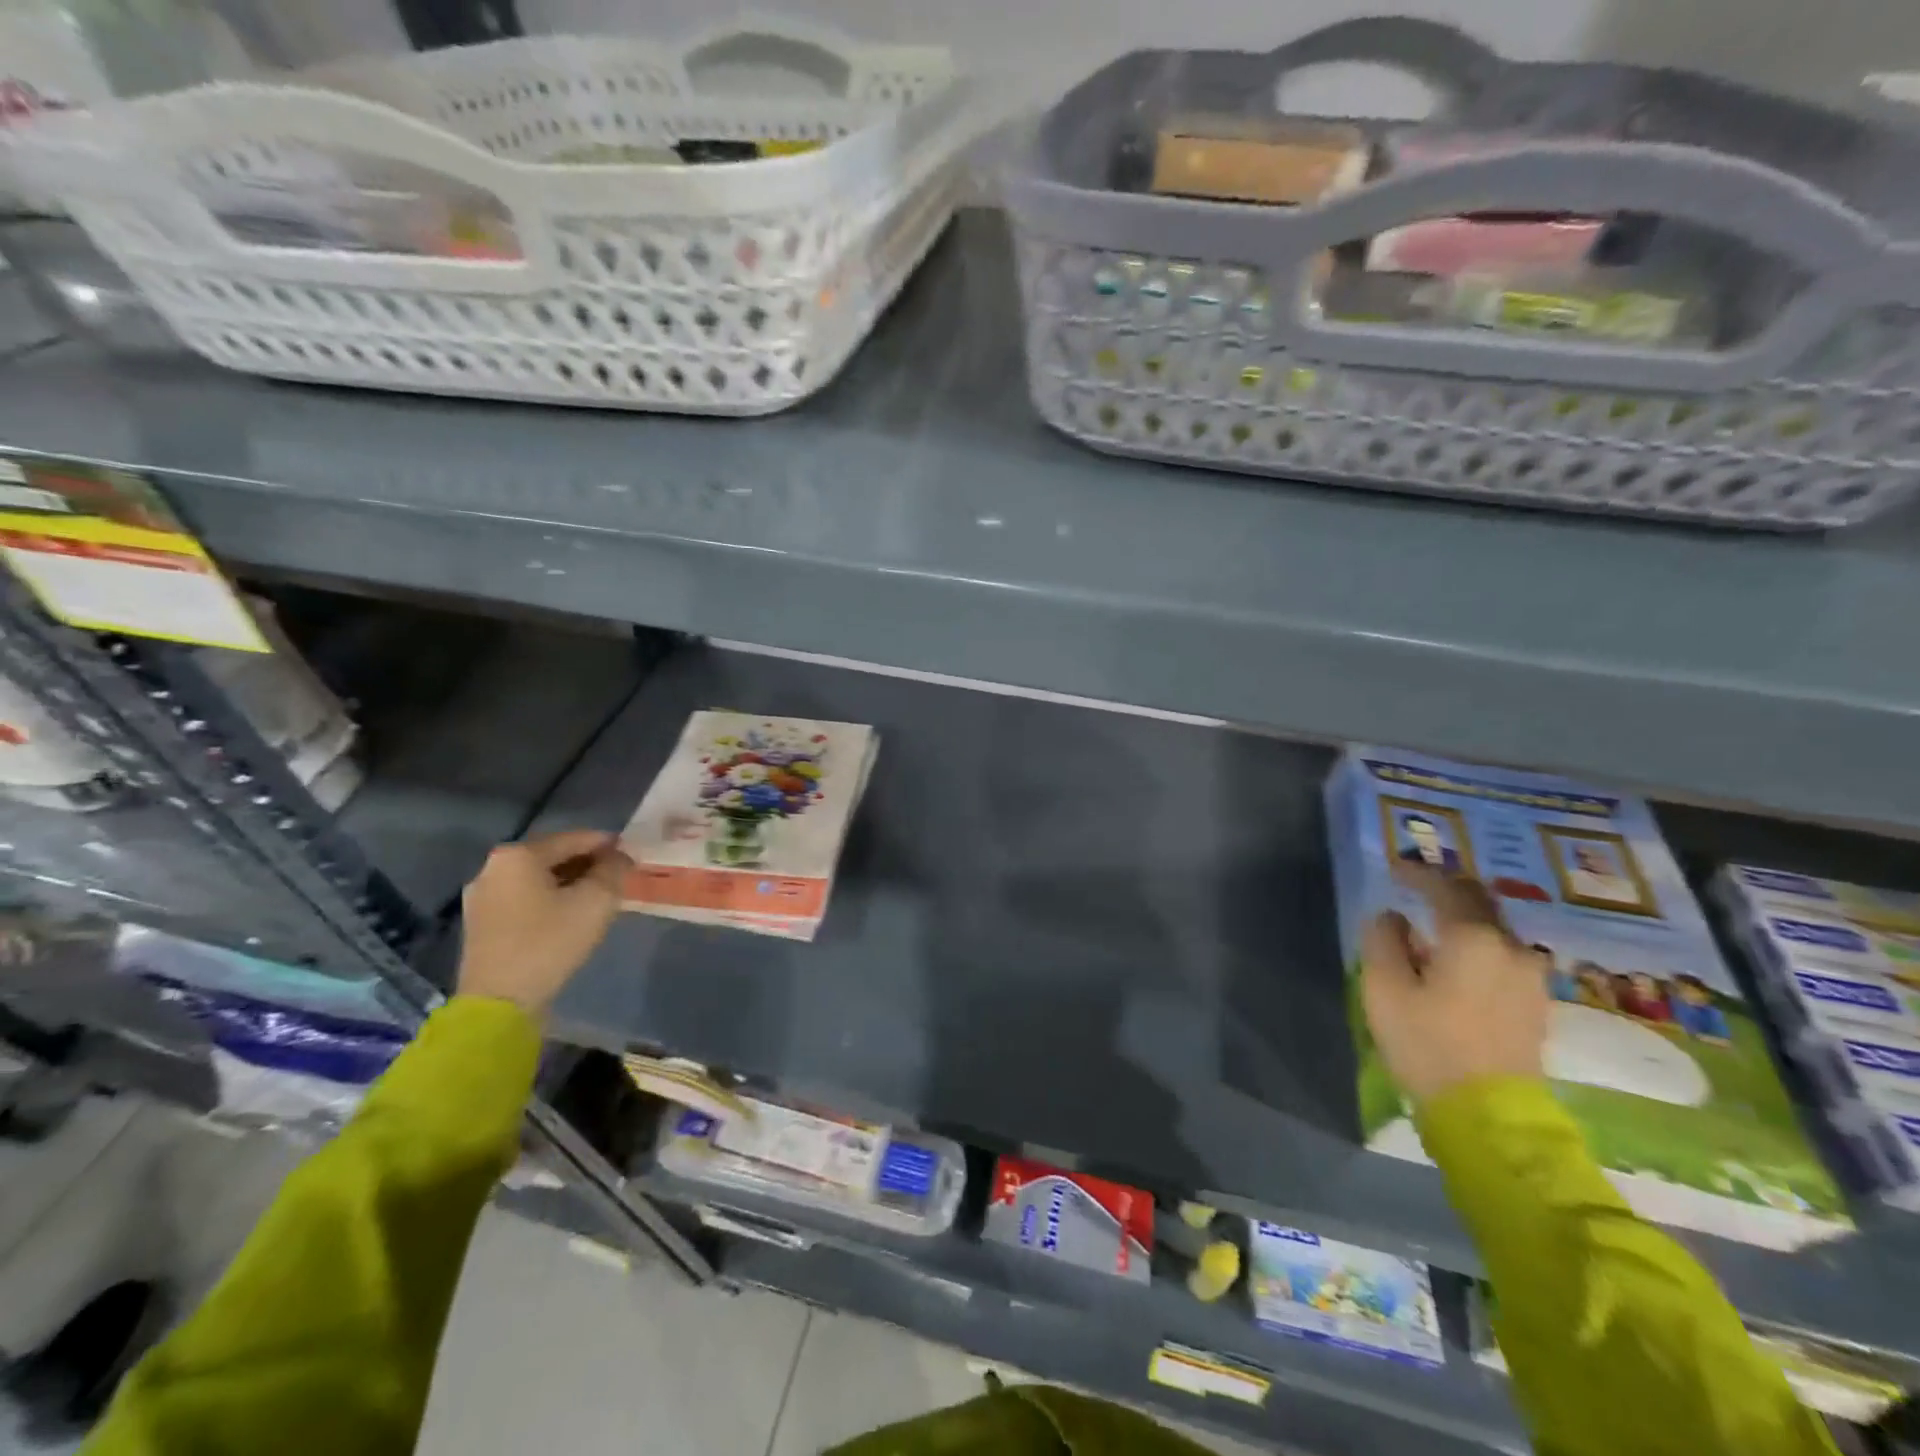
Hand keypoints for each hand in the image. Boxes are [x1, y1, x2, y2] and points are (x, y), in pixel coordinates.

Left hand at [457, 830, 632, 1017]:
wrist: (500, 1002)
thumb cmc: (550, 942)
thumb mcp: (597, 901)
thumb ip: (614, 869)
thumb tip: (621, 856)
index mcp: (518, 855)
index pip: (575, 838)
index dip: (608, 844)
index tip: (632, 855)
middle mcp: (493, 868)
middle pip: (553, 856)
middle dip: (587, 864)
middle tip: (616, 877)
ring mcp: (482, 897)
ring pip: (537, 879)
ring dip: (569, 883)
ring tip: (596, 897)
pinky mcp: (480, 923)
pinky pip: (523, 898)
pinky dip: (549, 899)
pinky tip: (568, 914)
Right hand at [1361, 864, 1550, 1102]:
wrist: (1491, 1117)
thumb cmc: (1428, 1044)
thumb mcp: (1385, 988)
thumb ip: (1383, 940)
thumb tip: (1393, 918)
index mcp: (1474, 938)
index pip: (1445, 887)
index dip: (1417, 873)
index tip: (1394, 868)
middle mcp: (1512, 948)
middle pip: (1479, 902)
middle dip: (1446, 890)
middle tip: (1415, 888)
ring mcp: (1531, 977)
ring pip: (1494, 929)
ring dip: (1463, 919)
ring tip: (1432, 927)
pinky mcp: (1536, 1003)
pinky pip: (1504, 955)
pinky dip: (1478, 944)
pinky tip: (1457, 959)